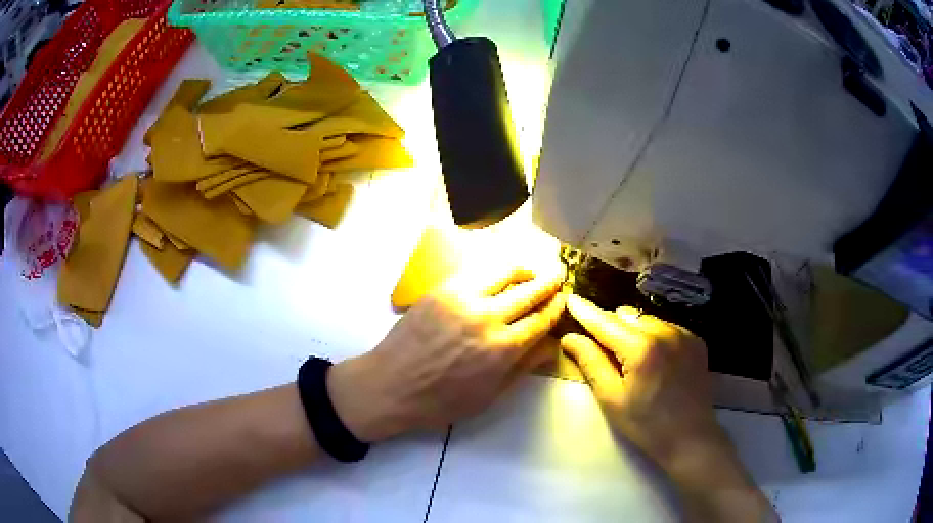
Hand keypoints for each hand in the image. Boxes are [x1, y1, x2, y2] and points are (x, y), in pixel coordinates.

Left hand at [328, 259, 566, 441]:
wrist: (389, 385)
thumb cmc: (440, 401)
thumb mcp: (488, 396)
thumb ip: (523, 367)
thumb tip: (552, 345)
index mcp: (503, 349)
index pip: (541, 319)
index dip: (556, 306)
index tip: (565, 298)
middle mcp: (487, 317)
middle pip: (529, 290)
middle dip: (549, 280)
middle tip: (559, 274)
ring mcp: (463, 298)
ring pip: (504, 270)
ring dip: (524, 268)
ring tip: (531, 271)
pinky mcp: (442, 289)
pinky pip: (476, 271)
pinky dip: (495, 269)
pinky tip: (498, 275)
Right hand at [562, 295, 774, 522]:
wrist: (690, 437)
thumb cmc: (645, 424)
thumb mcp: (611, 398)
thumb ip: (591, 362)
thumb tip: (570, 337)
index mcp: (641, 348)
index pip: (605, 322)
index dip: (586, 311)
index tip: (571, 298)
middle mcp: (665, 332)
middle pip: (627, 316)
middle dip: (611, 327)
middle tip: (603, 349)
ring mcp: (684, 334)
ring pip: (647, 319)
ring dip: (633, 330)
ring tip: (631, 357)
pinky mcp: (696, 340)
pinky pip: (666, 327)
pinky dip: (654, 336)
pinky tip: (654, 359)